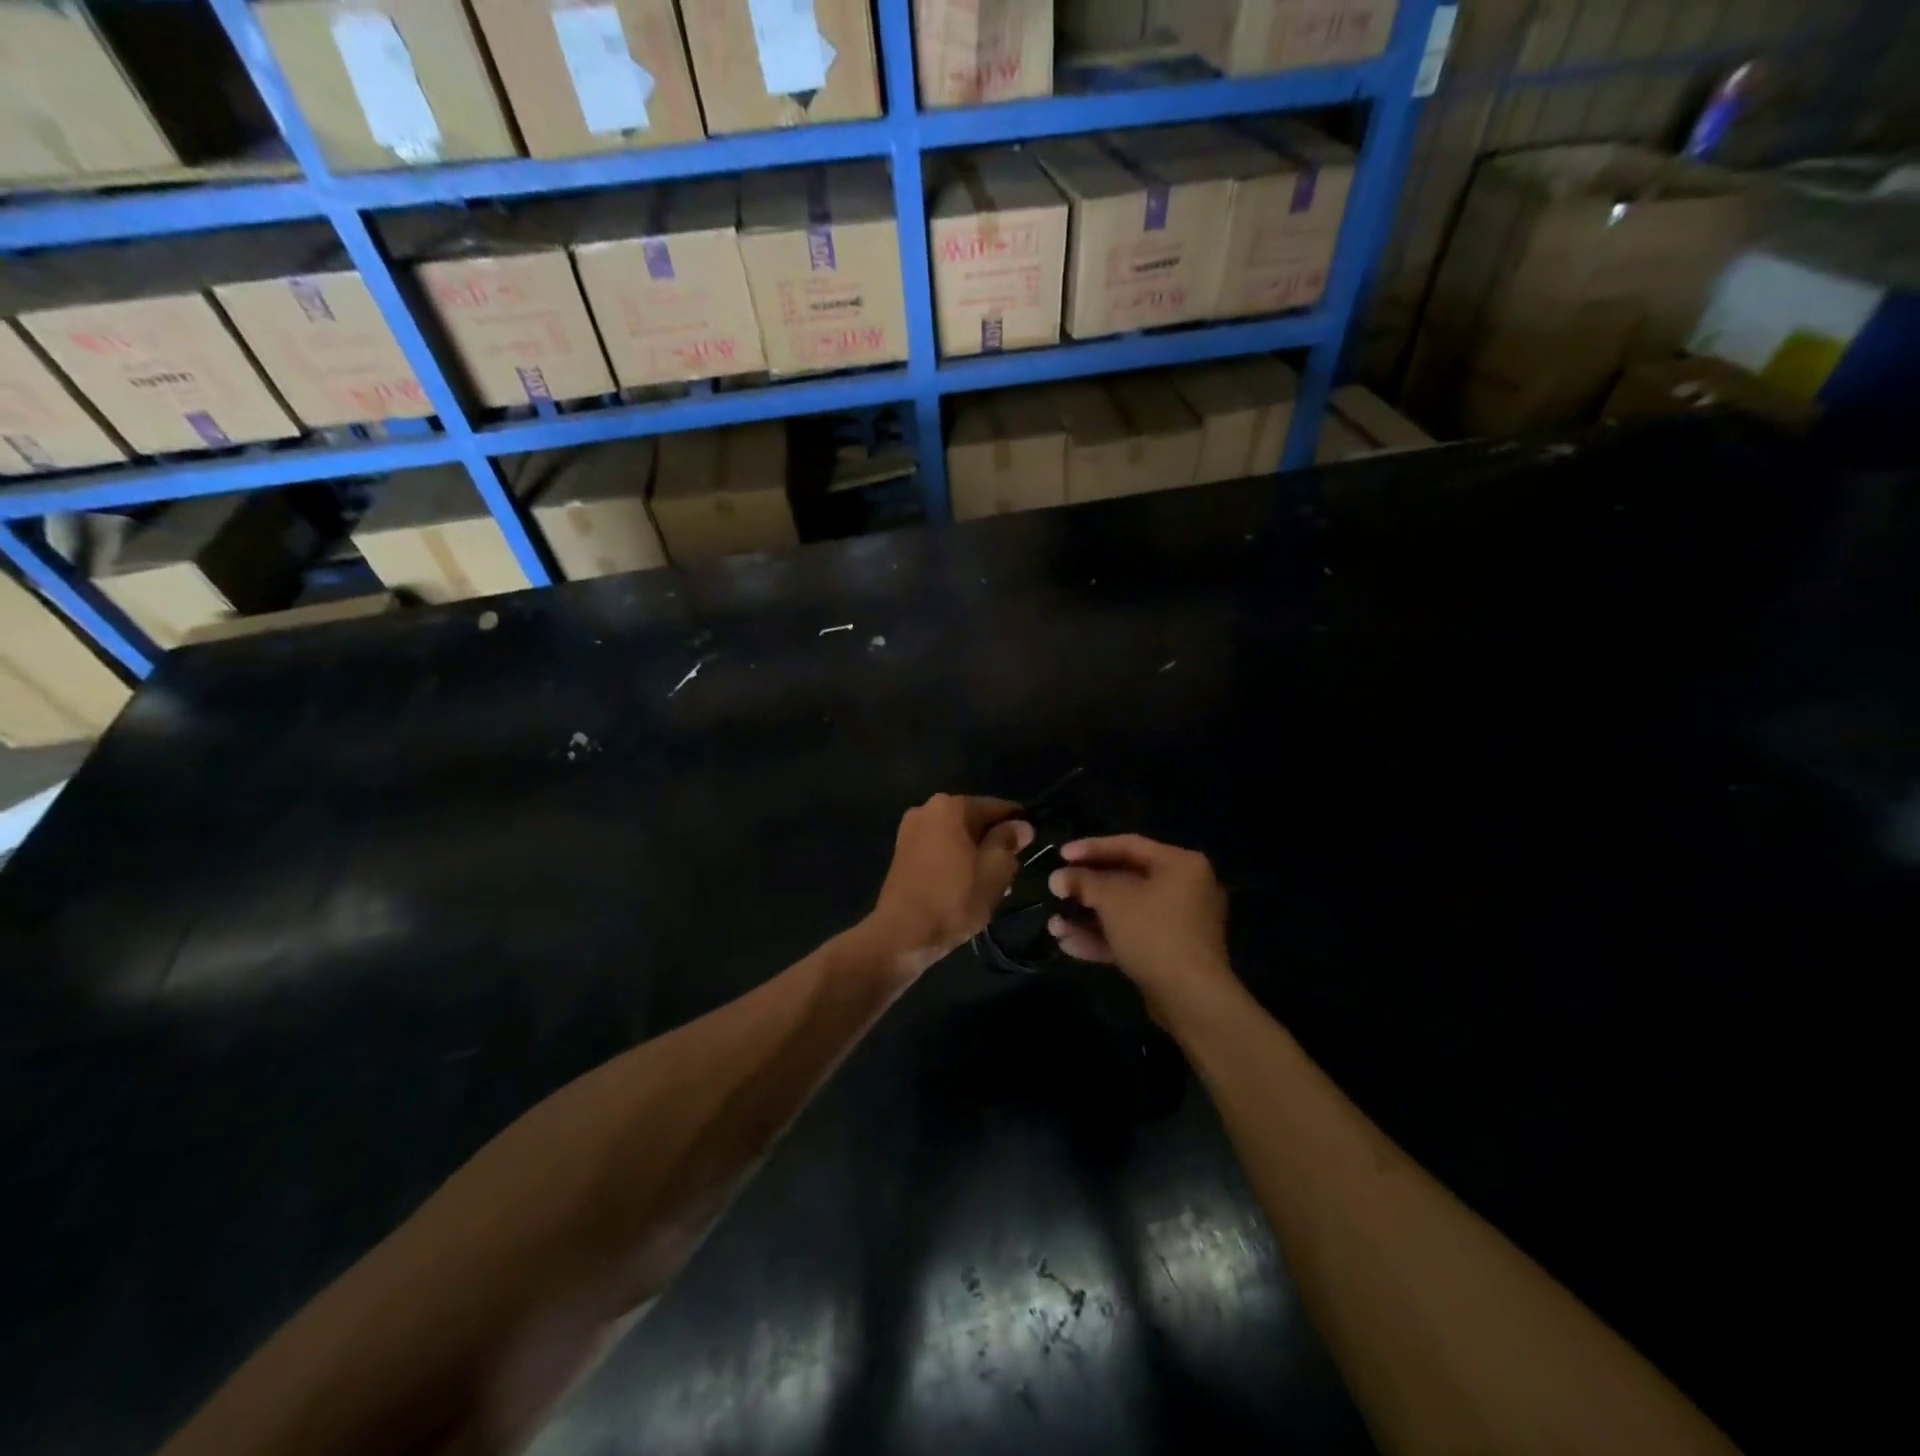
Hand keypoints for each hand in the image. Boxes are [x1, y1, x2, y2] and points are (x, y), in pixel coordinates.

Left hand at [868, 795, 1033, 974]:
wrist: (902, 934)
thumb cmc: (954, 899)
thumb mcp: (994, 870)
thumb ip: (1008, 841)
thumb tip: (1021, 825)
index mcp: (950, 806)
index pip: (996, 807)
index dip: (1018, 825)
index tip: (1031, 845)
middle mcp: (926, 809)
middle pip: (974, 821)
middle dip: (995, 843)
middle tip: (1012, 872)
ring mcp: (910, 831)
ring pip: (957, 837)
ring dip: (976, 855)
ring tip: (994, 885)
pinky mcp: (902, 853)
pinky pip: (940, 849)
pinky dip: (956, 862)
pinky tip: (968, 886)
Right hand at [1047, 835, 1232, 1011]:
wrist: (1191, 998)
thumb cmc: (1154, 932)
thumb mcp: (1112, 900)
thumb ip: (1083, 883)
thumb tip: (1057, 878)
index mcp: (1180, 864)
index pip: (1128, 845)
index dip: (1090, 848)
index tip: (1060, 855)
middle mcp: (1184, 888)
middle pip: (1125, 880)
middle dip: (1086, 890)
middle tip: (1056, 890)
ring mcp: (1179, 923)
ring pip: (1125, 912)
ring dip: (1088, 918)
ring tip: (1054, 926)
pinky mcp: (1170, 952)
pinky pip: (1132, 936)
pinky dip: (1103, 938)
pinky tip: (1069, 945)